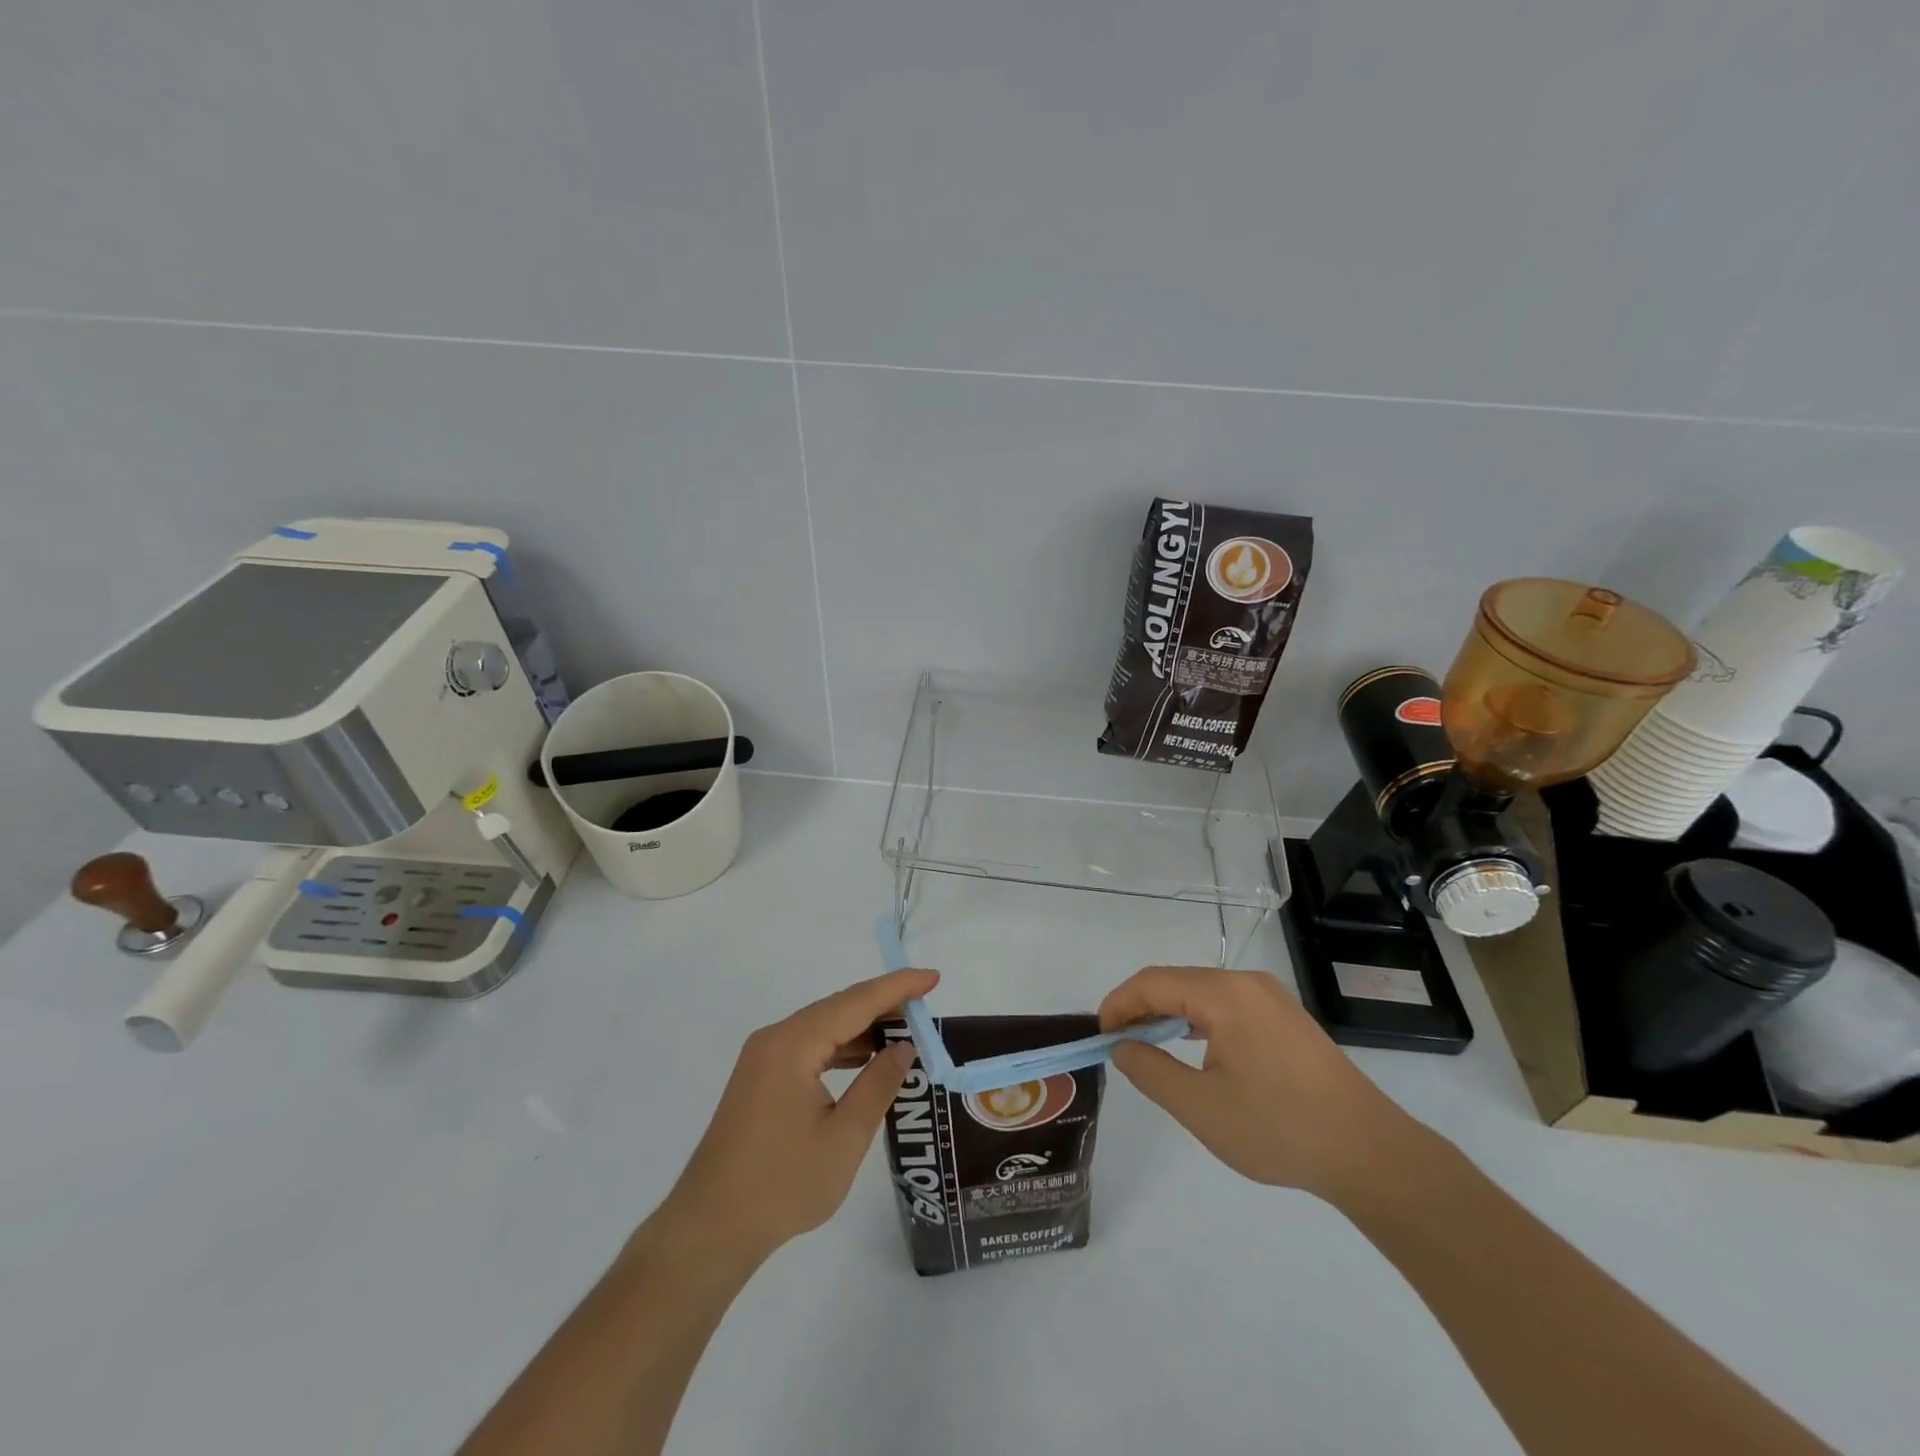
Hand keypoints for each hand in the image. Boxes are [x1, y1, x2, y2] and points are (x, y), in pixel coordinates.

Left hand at [649, 968, 939, 1266]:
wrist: (709, 1230)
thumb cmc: (782, 1185)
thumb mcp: (843, 1138)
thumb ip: (878, 1085)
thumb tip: (903, 1046)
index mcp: (793, 1045)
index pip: (855, 1002)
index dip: (897, 988)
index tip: (933, 977)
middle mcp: (775, 1039)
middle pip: (838, 1008)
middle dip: (883, 1004)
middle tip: (925, 1008)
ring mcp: (763, 1058)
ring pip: (823, 1027)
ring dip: (862, 1027)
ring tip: (905, 1032)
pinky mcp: (760, 1079)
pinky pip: (808, 1047)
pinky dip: (841, 1047)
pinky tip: (865, 1060)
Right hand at [1099, 966, 1419, 1201]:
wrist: (1370, 1153)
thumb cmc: (1279, 1128)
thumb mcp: (1201, 1108)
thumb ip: (1151, 1071)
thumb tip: (1122, 1046)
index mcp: (1224, 994)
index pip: (1153, 982)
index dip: (1118, 1003)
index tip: (1098, 1035)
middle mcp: (1247, 983)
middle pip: (1177, 981)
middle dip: (1140, 1008)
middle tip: (1118, 1045)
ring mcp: (1271, 998)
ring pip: (1201, 992)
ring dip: (1168, 1014)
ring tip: (1147, 1048)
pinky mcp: (1286, 1018)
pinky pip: (1227, 1005)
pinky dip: (1198, 1020)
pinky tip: (1193, 1049)